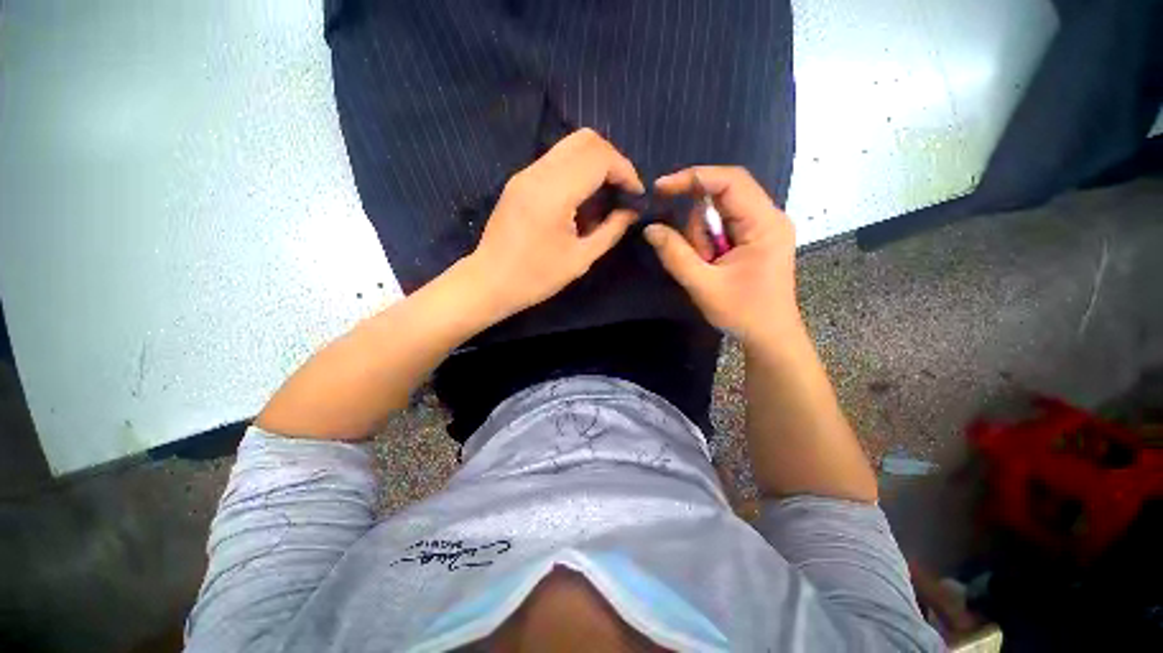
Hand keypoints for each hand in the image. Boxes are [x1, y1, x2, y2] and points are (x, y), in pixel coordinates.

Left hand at [469, 128, 644, 317]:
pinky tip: (582, 200)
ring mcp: (525, 173)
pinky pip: (556, 160)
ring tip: (604, 196)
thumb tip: (631, 212)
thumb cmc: (535, 278)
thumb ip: (611, 231)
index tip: (636, 194)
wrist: (489, 282)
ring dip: (595, 164)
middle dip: (613, 161)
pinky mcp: (519, 180)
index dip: (625, 171)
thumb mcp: (580, 259)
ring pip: (570, 146)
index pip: (599, 157)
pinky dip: (577, 171)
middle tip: (622, 190)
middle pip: (586, 140)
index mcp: (553, 194)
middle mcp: (537, 173)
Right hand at [643, 166, 798, 345]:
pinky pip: (724, 225)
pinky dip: (708, 240)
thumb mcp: (703, 285)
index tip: (661, 188)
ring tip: (706, 265)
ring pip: (721, 211)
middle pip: (725, 194)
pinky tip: (710, 261)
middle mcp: (769, 217)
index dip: (693, 178)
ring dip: (702, 235)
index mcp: (764, 223)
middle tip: (691, 251)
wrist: (770, 336)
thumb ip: (675, 255)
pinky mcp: (756, 238)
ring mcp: (764, 227)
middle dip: (697, 220)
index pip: (729, 181)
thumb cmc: (743, 313)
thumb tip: (650, 228)